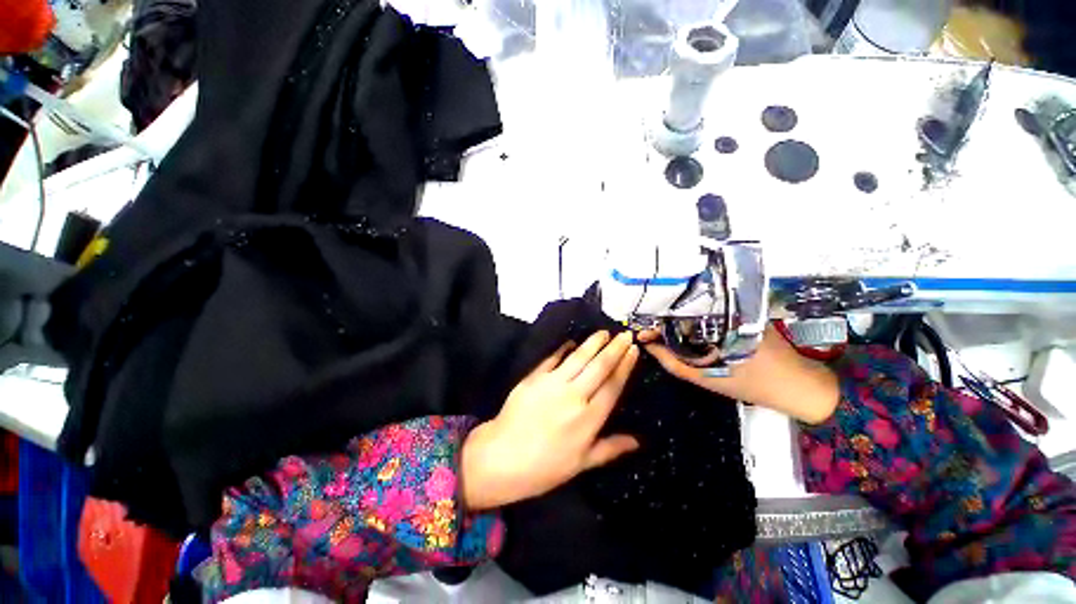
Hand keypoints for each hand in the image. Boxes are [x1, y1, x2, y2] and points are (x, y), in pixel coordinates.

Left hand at [461, 331, 639, 510]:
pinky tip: (570, 341)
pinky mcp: (534, 378)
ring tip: (604, 332)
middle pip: (599, 367)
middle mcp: (574, 396)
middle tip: (625, 334)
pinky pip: (552, 359)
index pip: (612, 386)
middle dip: (614, 349)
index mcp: (589, 418)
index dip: (624, 366)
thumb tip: (638, 442)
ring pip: (578, 358)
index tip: (633, 350)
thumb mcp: (581, 464)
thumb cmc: (545, 467)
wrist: (502, 458)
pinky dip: (563, 349)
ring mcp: (552, 384)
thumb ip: (610, 448)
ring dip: (593, 343)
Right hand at [639, 325, 839, 424]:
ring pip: (694, 310)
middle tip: (648, 332)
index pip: (672, 316)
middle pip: (680, 309)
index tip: (641, 332)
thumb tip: (648, 345)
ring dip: (676, 319)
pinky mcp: (739, 310)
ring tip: (660, 329)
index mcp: (712, 321)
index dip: (653, 323)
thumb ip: (671, 360)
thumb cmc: (749, 383)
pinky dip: (693, 320)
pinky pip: (708, 313)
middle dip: (660, 319)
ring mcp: (731, 308)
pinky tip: (685, 329)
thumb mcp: (703, 377)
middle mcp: (720, 309)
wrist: (797, 385)